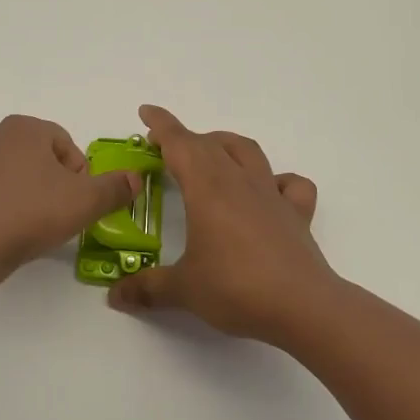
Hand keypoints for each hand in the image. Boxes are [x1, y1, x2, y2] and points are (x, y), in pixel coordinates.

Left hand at [0, 115, 139, 291]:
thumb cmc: (29, 213)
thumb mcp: (84, 202)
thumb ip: (114, 188)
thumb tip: (135, 179)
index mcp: (25, 128)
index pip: (67, 145)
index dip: (80, 176)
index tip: (78, 202)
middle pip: (43, 160)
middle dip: (56, 186)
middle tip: (61, 216)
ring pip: (19, 178)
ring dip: (33, 198)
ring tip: (36, 228)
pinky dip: (8, 210)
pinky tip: (10, 234)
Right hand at [107, 105, 340, 342]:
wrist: (303, 307)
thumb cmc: (236, 289)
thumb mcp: (184, 290)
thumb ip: (148, 288)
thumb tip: (116, 295)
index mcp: (207, 188)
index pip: (180, 144)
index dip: (161, 125)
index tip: (146, 112)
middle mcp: (239, 181)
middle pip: (210, 144)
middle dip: (186, 139)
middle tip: (167, 149)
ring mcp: (271, 195)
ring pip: (247, 151)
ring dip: (225, 145)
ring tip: (211, 156)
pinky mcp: (297, 214)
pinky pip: (290, 184)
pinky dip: (277, 180)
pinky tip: (267, 192)